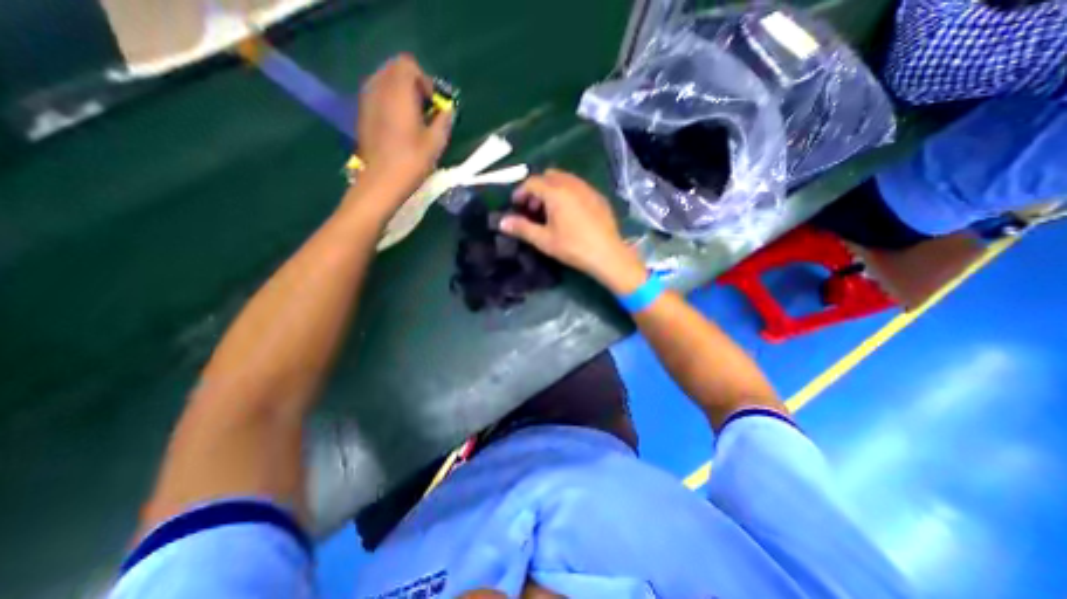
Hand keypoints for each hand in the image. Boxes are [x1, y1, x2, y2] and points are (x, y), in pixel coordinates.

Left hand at [356, 52, 451, 197]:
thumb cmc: (411, 161)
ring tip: (414, 118)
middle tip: (425, 110)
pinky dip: (390, 102)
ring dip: (401, 93)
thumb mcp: (436, 143)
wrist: (381, 181)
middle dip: (413, 85)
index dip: (424, 80)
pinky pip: (377, 95)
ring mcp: (367, 100)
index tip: (433, 104)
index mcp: (398, 92)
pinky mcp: (363, 113)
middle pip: (395, 70)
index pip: (408, 64)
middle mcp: (379, 88)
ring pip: (385, 82)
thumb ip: (443, 120)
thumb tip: (447, 110)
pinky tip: (400, 125)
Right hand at [503, 168, 648, 291]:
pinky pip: (578, 186)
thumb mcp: (544, 240)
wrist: (607, 254)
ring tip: (549, 210)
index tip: (515, 205)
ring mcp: (587, 188)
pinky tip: (569, 212)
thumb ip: (522, 228)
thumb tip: (502, 222)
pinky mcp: (598, 196)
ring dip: (552, 189)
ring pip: (564, 179)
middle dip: (536, 188)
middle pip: (548, 176)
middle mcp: (572, 184)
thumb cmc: (573, 247)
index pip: (532, 182)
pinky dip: (567, 192)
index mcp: (556, 192)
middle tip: (532, 208)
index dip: (520, 192)